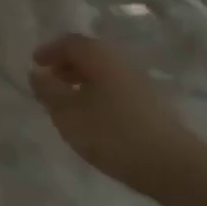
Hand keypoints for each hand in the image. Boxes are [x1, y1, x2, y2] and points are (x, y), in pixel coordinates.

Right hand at [28, 34, 203, 190]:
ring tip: (68, 102)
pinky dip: (98, 92)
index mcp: (100, 56)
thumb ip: (48, 91)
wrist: (171, 163)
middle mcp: (121, 60)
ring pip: (103, 71)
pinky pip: (115, 86)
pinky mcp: (151, 101)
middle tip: (49, 82)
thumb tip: (37, 73)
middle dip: (65, 64)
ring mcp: (139, 80)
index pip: (70, 42)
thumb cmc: (112, 133)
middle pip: (89, 53)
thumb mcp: (68, 113)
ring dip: (82, 80)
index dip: (49, 50)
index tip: (35, 64)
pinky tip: (94, 116)